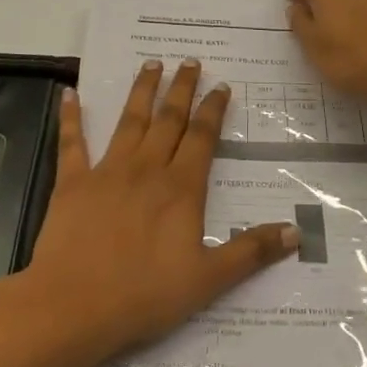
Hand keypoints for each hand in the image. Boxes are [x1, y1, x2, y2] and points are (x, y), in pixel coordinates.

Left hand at [21, 60, 298, 365]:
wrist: (73, 305)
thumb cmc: (144, 294)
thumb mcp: (208, 279)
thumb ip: (251, 251)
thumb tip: (297, 231)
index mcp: (181, 188)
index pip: (203, 138)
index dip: (213, 110)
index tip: (221, 86)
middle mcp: (146, 169)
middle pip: (169, 120)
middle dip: (182, 89)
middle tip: (189, 61)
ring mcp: (107, 171)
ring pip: (129, 121)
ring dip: (141, 91)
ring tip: (150, 63)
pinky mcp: (72, 183)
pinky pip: (72, 142)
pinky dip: (71, 116)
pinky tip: (69, 93)